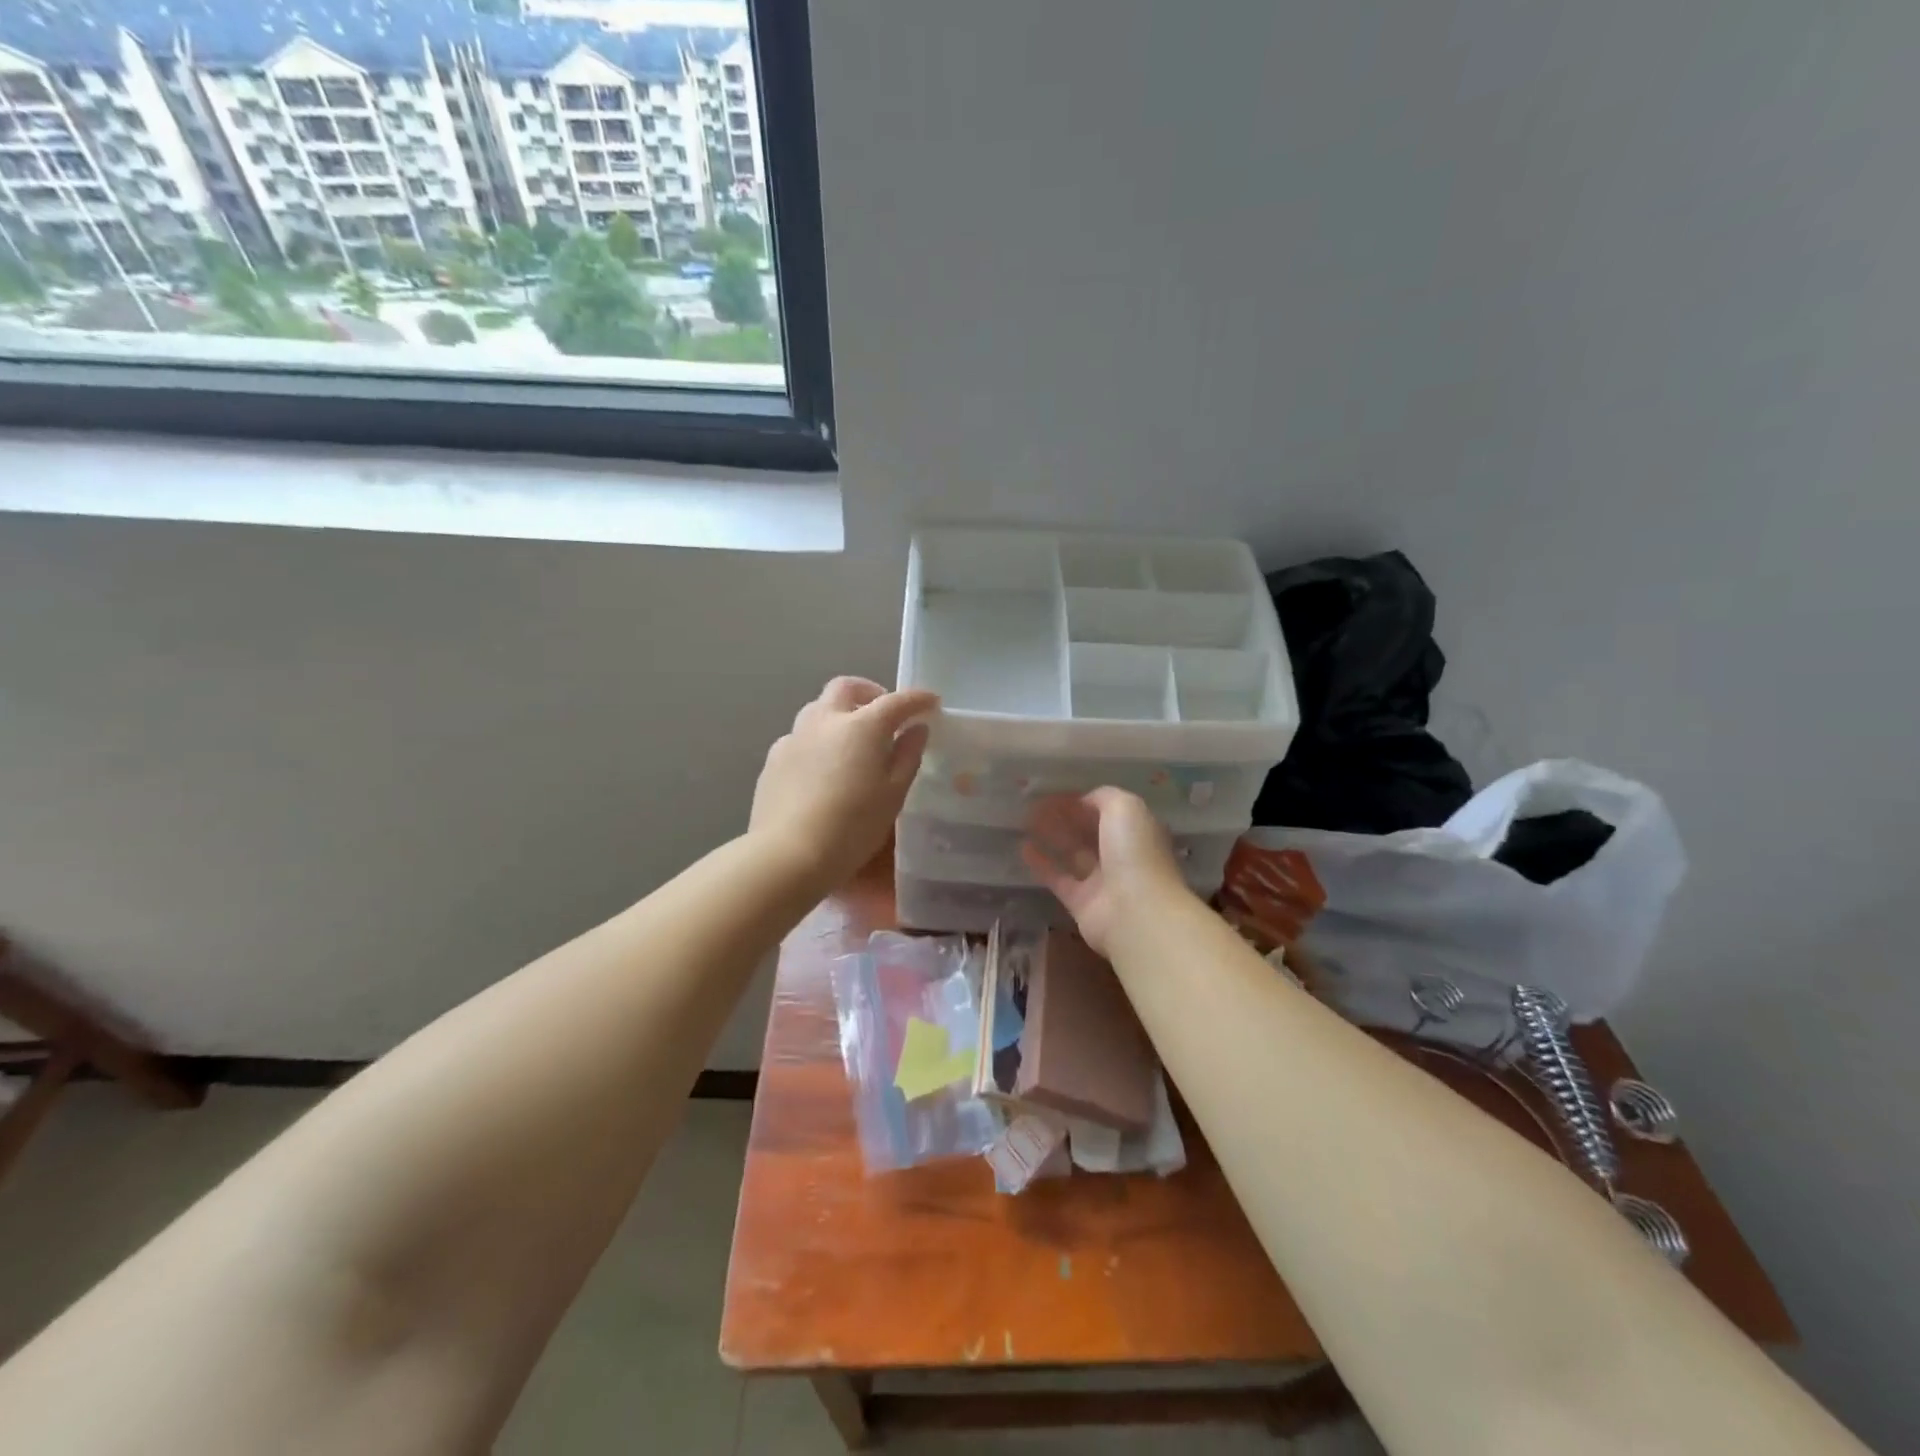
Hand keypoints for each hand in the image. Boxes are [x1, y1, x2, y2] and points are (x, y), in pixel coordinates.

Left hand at [750, 677, 938, 891]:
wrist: (788, 854)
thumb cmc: (853, 827)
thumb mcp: (893, 795)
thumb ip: (907, 756)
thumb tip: (916, 729)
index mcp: (861, 727)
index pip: (896, 701)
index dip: (917, 699)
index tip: (931, 702)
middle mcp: (825, 721)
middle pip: (846, 688)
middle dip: (869, 692)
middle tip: (884, 714)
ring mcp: (794, 737)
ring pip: (818, 709)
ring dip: (839, 714)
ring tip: (851, 742)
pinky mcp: (773, 759)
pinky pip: (800, 737)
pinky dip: (818, 741)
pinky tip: (822, 769)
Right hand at [1021, 788, 1195, 955]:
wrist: (1135, 913)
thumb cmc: (1134, 852)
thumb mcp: (1125, 807)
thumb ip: (1104, 797)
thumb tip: (1084, 800)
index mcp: (1137, 831)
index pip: (1108, 811)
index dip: (1083, 801)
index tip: (1056, 792)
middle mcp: (1121, 855)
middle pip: (1090, 831)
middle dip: (1066, 817)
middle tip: (1036, 804)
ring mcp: (1102, 880)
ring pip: (1073, 853)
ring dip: (1052, 836)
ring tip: (1026, 820)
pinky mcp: (1081, 902)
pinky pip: (1058, 878)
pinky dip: (1041, 863)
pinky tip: (1023, 847)